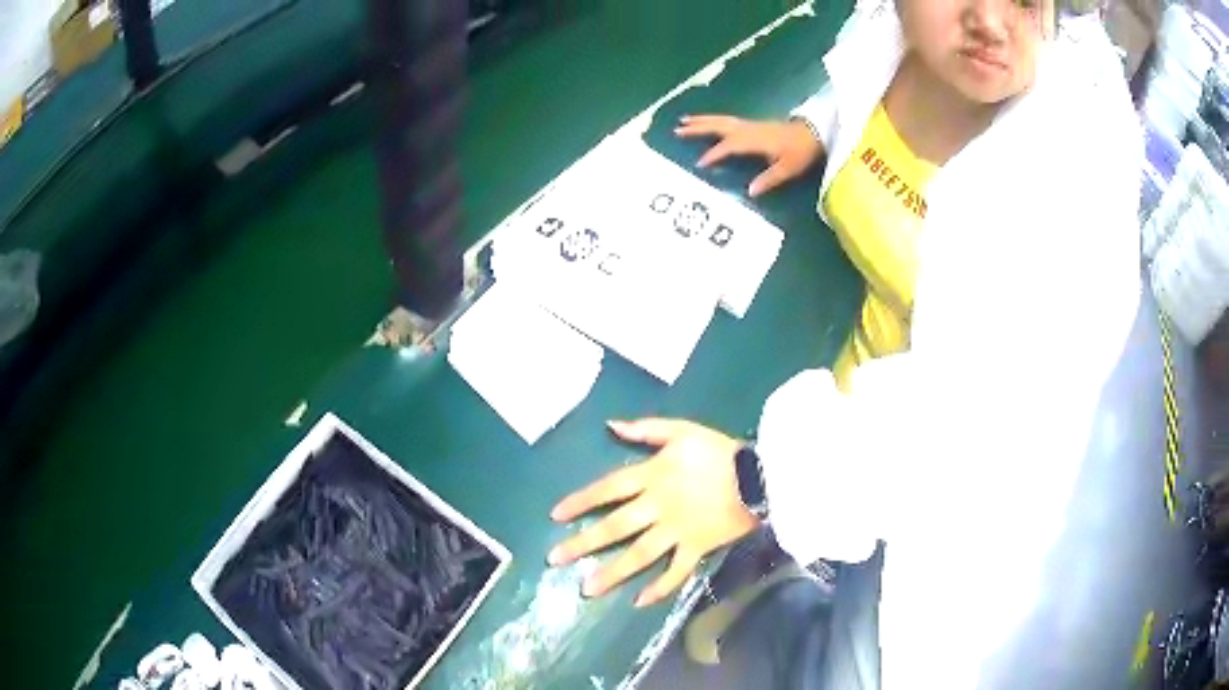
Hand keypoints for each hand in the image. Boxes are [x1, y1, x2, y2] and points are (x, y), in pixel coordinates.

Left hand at [548, 419, 758, 607]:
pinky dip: (660, 588)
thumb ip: (646, 429)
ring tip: (587, 589)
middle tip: (555, 559)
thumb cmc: (719, 452)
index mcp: (653, 476)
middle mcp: (659, 507)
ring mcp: (678, 531)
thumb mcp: (682, 431)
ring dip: (613, 573)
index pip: (608, 489)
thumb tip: (610, 426)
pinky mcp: (697, 548)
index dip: (581, 502)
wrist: (759, 476)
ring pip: (640, 555)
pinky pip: (677, 571)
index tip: (555, 516)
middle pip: (616, 527)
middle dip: (584, 543)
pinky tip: (639, 602)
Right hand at [675, 115, 823, 196]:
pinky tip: (708, 123)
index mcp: (754, 141)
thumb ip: (769, 179)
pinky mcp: (753, 124)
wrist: (815, 133)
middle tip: (677, 129)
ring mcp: (750, 125)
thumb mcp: (788, 168)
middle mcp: (748, 130)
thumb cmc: (801, 152)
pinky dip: (714, 120)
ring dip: (703, 120)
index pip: (728, 146)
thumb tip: (750, 191)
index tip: (699, 163)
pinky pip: (728, 121)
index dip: (714, 154)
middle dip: (698, 128)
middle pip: (719, 126)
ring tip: (684, 121)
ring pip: (722, 120)